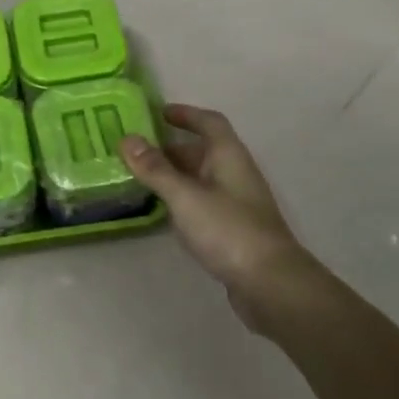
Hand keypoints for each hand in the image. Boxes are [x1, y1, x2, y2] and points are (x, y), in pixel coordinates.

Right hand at [120, 104, 311, 334]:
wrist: (270, 284)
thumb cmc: (228, 230)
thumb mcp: (185, 196)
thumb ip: (155, 169)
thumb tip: (127, 138)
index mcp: (228, 156)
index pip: (209, 122)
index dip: (185, 114)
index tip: (157, 113)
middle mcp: (234, 173)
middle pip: (201, 151)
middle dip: (169, 148)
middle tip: (134, 151)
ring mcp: (235, 203)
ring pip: (200, 179)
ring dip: (173, 176)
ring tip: (139, 179)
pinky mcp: (232, 230)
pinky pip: (201, 203)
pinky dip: (181, 200)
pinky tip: (162, 212)